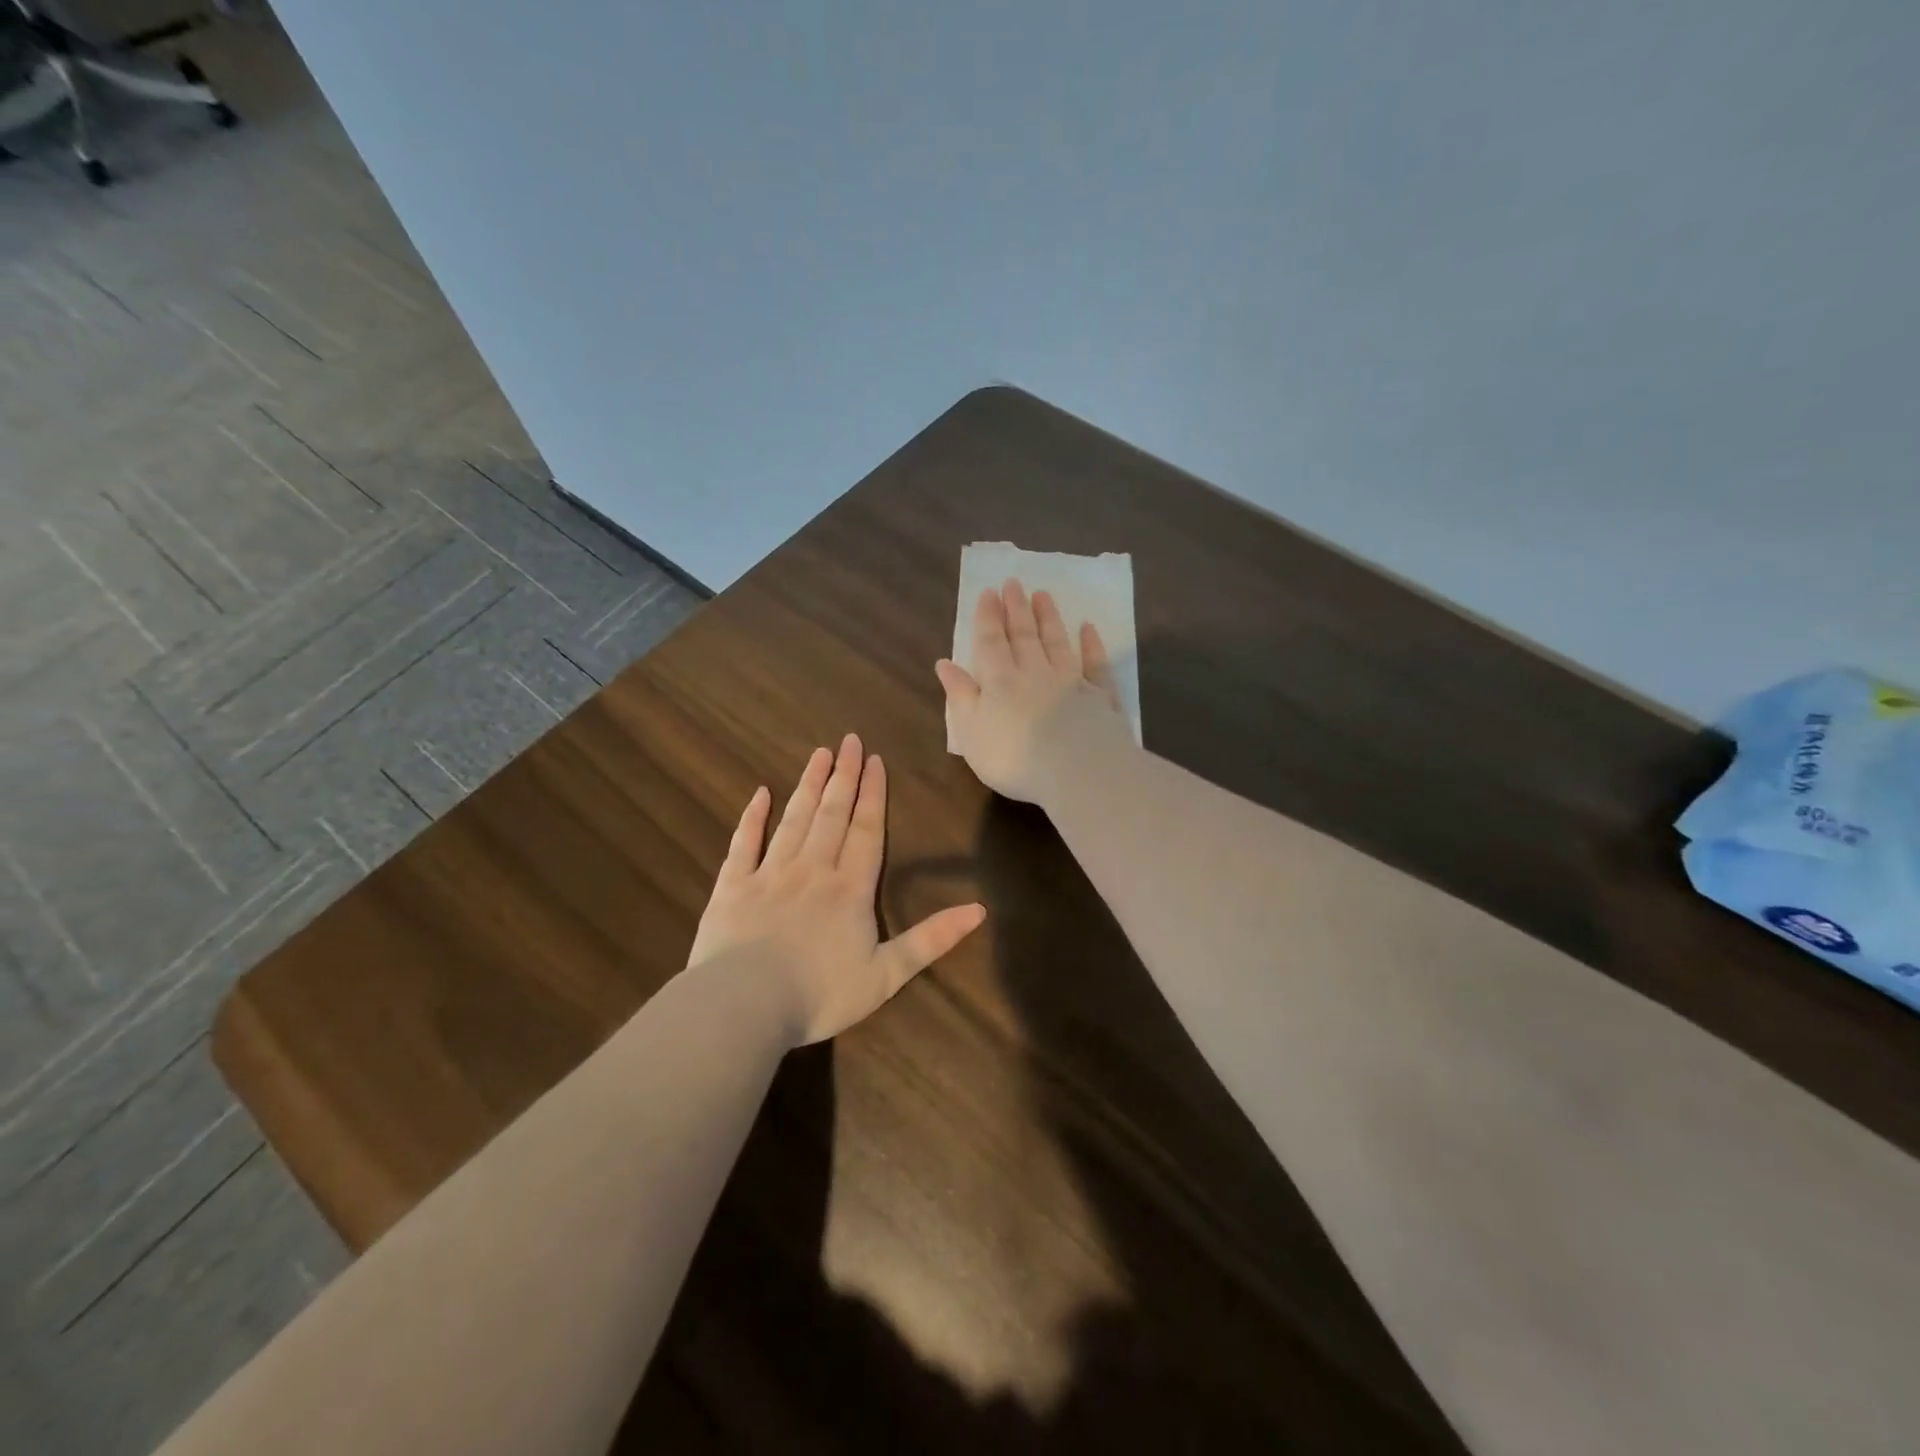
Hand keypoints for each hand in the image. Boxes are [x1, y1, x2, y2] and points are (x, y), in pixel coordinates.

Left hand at [687, 734, 985, 1044]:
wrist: (745, 1007)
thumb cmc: (820, 994)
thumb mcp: (887, 974)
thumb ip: (931, 939)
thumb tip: (980, 910)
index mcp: (850, 889)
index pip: (867, 830)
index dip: (873, 794)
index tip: (875, 760)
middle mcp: (812, 870)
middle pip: (832, 814)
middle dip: (843, 776)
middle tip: (849, 740)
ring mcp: (769, 874)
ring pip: (794, 820)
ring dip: (808, 786)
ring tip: (818, 754)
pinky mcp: (732, 887)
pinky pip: (743, 844)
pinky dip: (752, 817)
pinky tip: (759, 794)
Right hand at [937, 579, 1132, 805]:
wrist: (1076, 770)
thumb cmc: (1013, 758)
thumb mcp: (971, 732)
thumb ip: (960, 696)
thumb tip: (944, 664)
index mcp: (1000, 682)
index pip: (991, 643)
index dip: (987, 618)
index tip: (988, 592)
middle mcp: (1035, 673)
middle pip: (1024, 635)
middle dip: (1016, 608)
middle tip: (1013, 582)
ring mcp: (1071, 682)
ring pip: (1057, 643)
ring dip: (1049, 618)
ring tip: (1042, 594)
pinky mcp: (1101, 697)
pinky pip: (1095, 665)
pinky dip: (1092, 645)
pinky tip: (1089, 628)